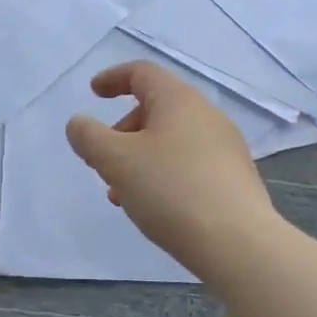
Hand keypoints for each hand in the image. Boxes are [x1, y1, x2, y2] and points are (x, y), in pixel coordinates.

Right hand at [65, 61, 276, 272]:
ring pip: (171, 141)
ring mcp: (225, 148)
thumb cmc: (171, 190)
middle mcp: (207, 116)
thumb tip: (79, 123)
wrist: (238, 243)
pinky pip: (189, 165)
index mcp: (179, 100)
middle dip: (122, 131)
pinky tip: (154, 208)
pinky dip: (163, 175)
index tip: (93, 93)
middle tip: (103, 161)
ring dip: (139, 159)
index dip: (113, 78)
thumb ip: (89, 137)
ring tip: (122, 194)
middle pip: (156, 108)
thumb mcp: (116, 160)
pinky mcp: (234, 179)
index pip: (142, 72)